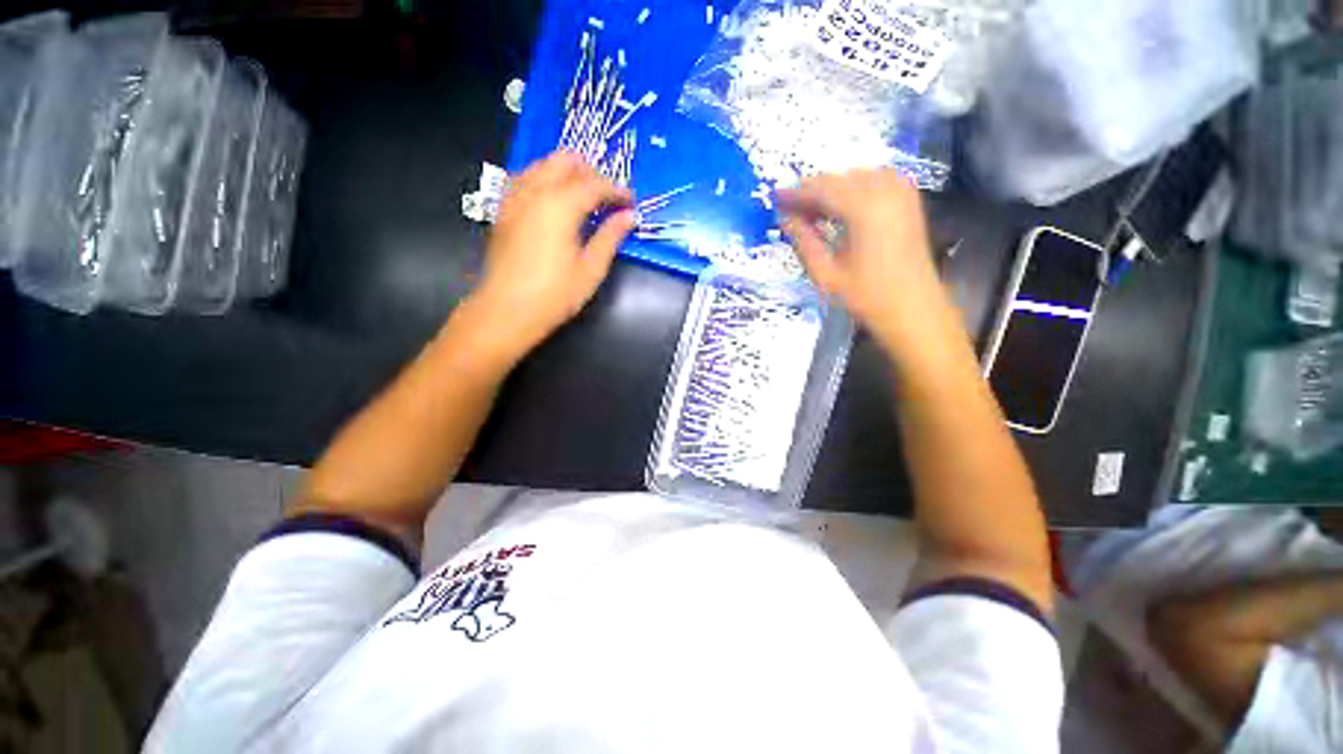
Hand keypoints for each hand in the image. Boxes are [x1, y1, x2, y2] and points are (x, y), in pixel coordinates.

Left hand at [468, 152, 634, 357]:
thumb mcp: (591, 269)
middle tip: (608, 197)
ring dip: (567, 173)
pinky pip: (525, 179)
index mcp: (559, 205)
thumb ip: (610, 237)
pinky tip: (554, 203)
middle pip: (565, 161)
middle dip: (591, 172)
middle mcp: (534, 191)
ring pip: (542, 165)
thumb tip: (630, 216)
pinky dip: (545, 181)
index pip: (594, 184)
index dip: (617, 190)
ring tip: (584, 198)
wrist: (506, 311)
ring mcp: (513, 198)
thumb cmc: (554, 295)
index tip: (631, 203)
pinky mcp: (502, 210)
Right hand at [778, 170, 945, 348]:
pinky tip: (846, 203)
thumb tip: (786, 220)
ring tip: (815, 209)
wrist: (913, 308)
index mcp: (863, 211)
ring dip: (834, 187)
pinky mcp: (909, 201)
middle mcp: (885, 193)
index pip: (822, 190)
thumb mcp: (826, 275)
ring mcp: (901, 194)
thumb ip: (804, 243)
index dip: (796, 194)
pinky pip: (879, 178)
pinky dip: (858, 185)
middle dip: (814, 191)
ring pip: (858, 175)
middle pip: (840, 179)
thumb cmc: (867, 297)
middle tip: (793, 209)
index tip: (777, 198)